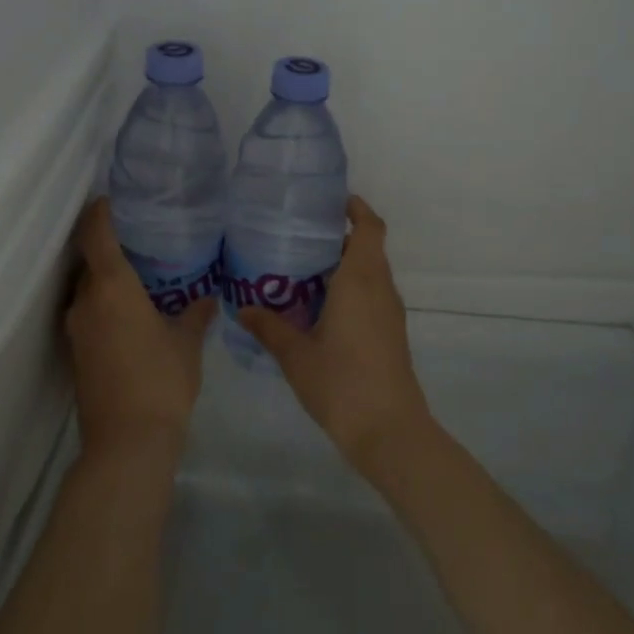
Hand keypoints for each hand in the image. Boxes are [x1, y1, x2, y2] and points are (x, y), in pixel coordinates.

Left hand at [64, 198, 214, 461]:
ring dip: (106, 279)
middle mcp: (85, 301)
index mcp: (112, 287)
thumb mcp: (187, 344)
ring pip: (88, 290)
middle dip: (108, 247)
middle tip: (139, 239)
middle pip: (90, 261)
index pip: (96, 234)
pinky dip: (104, 304)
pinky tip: (130, 313)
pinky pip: (88, 313)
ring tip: (139, 276)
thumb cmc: (161, 381)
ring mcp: (76, 329)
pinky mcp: (76, 353)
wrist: (127, 443)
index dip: (99, 212)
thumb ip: (195, 314)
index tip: (108, 199)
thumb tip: (206, 297)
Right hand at [237, 197, 431, 476]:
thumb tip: (243, 308)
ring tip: (303, 268)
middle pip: (368, 247)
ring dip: (346, 264)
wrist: (389, 431)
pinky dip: (351, 288)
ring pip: (371, 273)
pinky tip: (321, 307)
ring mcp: (389, 312)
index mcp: (360, 280)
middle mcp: (380, 288)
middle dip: (340, 236)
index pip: (369, 228)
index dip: (356, 208)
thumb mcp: (296, 355)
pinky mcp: (391, 333)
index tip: (332, 201)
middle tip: (300, 236)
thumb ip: (269, 327)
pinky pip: (372, 295)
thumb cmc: (342, 382)